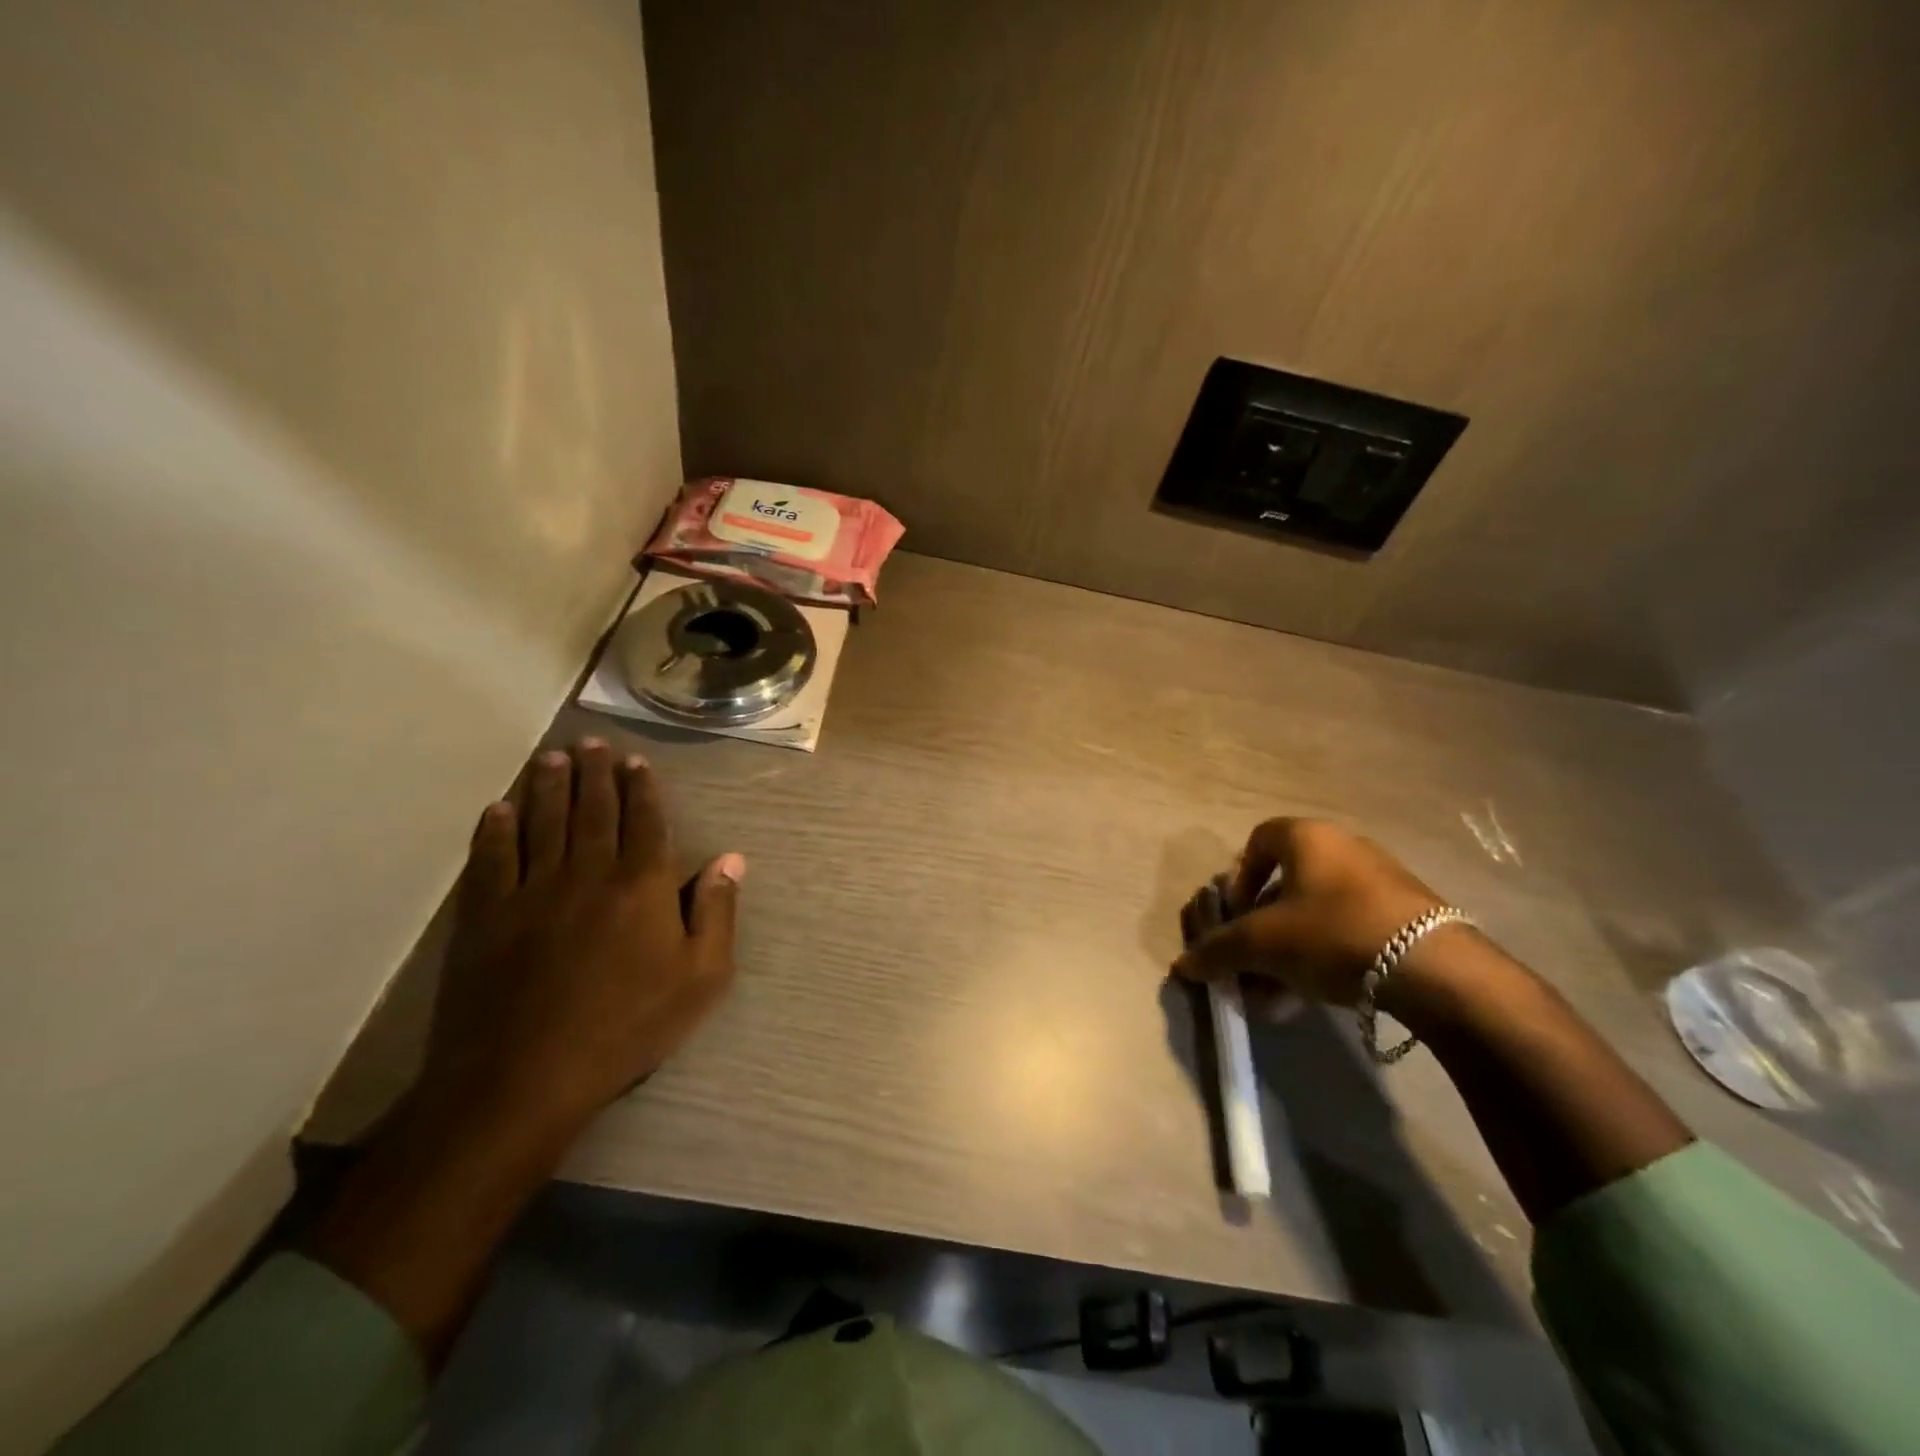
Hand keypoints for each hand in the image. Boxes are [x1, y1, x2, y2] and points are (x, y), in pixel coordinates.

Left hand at [421, 738, 742, 1137]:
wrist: (527, 1075)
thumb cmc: (629, 1026)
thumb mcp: (701, 978)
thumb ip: (717, 912)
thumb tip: (732, 859)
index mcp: (642, 885)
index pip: (645, 822)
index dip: (641, 788)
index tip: (634, 761)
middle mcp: (588, 873)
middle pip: (592, 811)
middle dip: (593, 774)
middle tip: (589, 743)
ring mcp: (532, 891)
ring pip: (542, 823)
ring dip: (547, 787)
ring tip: (550, 758)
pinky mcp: (486, 916)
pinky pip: (492, 860)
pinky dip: (495, 830)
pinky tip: (498, 809)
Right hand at [1173, 819, 1443, 1005]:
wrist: (1436, 969)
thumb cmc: (1333, 933)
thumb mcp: (1263, 943)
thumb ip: (1218, 950)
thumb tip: (1183, 965)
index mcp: (1307, 837)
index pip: (1258, 841)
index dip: (1238, 878)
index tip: (1234, 915)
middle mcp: (1344, 848)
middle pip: (1286, 883)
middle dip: (1261, 925)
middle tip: (1252, 960)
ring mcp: (1381, 881)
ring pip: (1317, 912)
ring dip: (1289, 948)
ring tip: (1277, 992)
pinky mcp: (1408, 916)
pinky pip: (1349, 929)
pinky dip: (1324, 956)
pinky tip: (1313, 996)